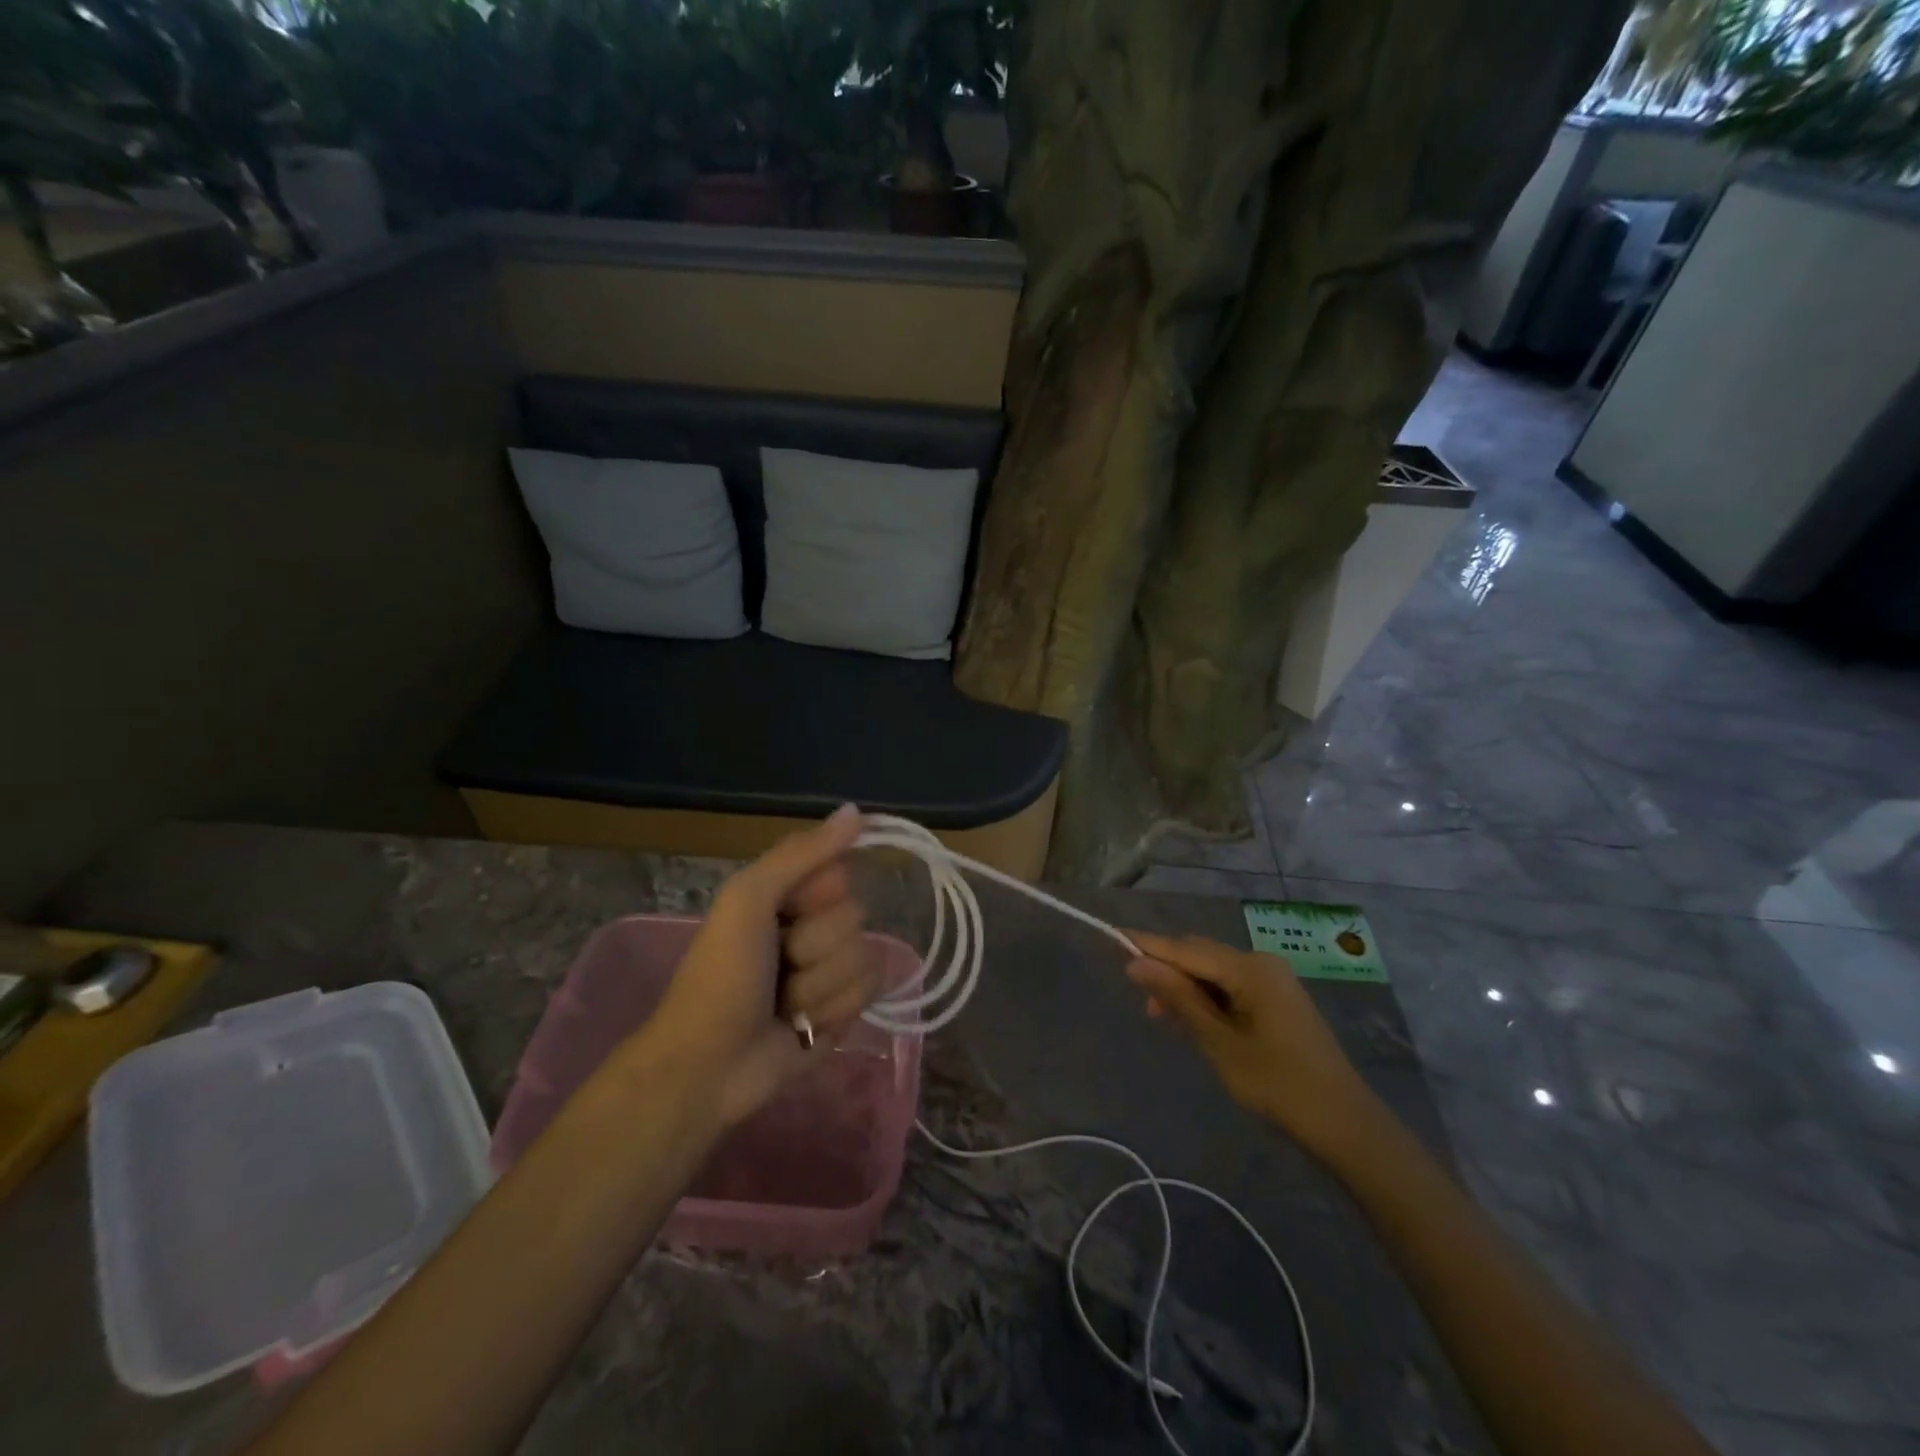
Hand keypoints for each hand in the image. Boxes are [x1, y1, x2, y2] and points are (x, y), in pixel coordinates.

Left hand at [637, 805, 882, 1128]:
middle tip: (778, 965)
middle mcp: (815, 925)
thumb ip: (802, 853)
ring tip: (784, 1005)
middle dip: (815, 947)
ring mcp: (831, 970)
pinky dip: (833, 1012)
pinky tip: (802, 1026)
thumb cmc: (721, 976)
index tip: (789, 912)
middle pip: (856, 917)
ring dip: (820, 987)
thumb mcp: (748, 900)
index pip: (841, 873)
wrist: (708, 1066)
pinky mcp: (845, 1011)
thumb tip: (857, 809)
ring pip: (865, 957)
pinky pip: (870, 993)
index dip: (819, 895)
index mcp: (789, 894)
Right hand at [1125, 931, 1377, 1158]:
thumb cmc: (1277, 1083)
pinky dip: (1207, 999)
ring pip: (1213, 972)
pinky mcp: (1277, 998)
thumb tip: (1136, 964)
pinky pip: (1230, 986)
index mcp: (1249, 968)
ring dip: (1186, 988)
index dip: (1148, 944)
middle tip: (1142, 1001)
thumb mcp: (1218, 1042)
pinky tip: (1192, 1021)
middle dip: (1167, 971)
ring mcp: (1272, 979)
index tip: (1112, 935)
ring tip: (1163, 1018)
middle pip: (1199, 955)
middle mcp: (1260, 962)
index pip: (1185, 949)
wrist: (1344, 1122)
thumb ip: (1178, 998)